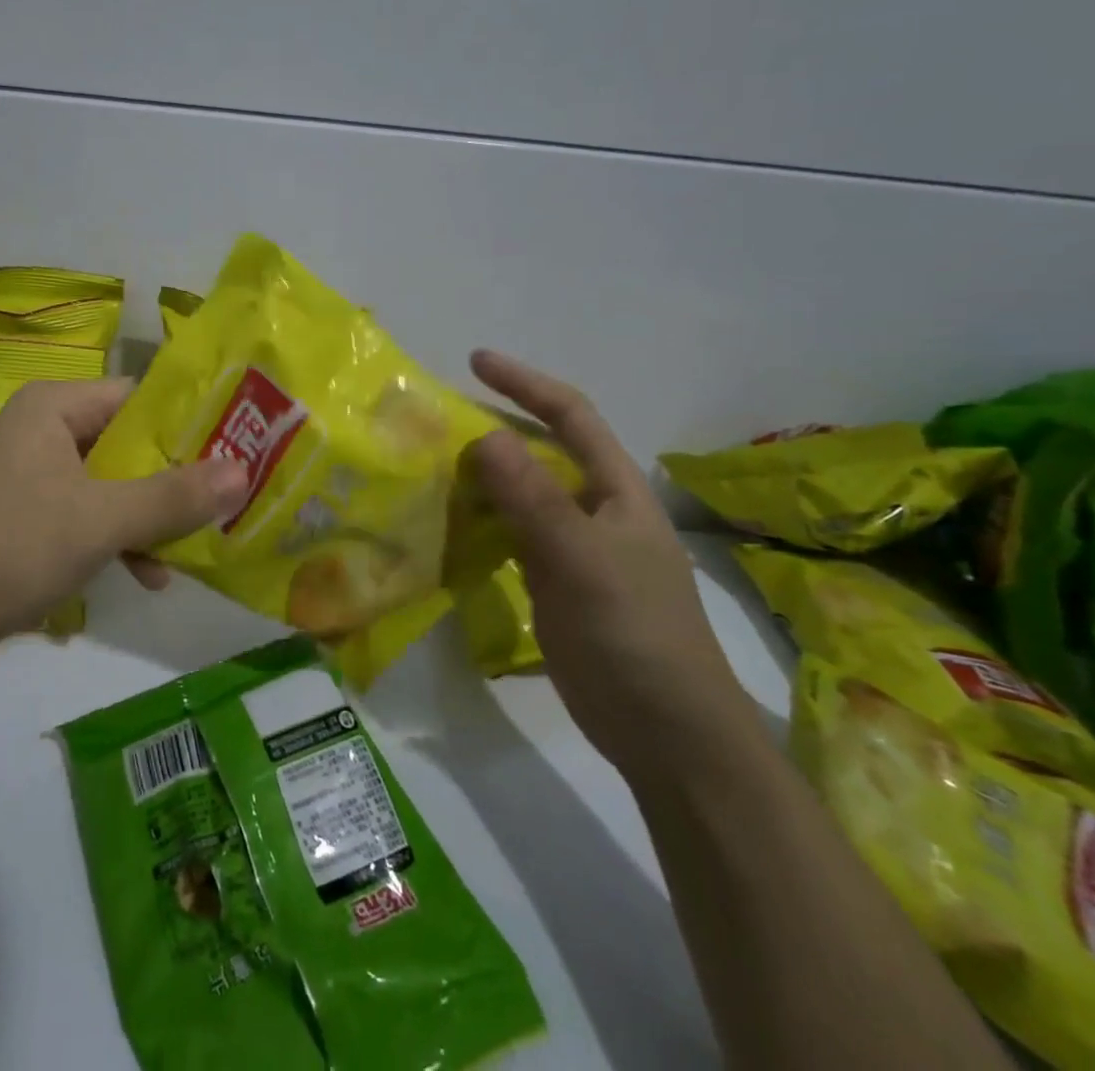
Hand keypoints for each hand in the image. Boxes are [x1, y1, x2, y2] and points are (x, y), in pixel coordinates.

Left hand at [0, 378, 247, 665]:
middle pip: (127, 443)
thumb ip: (173, 497)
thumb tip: (244, 472)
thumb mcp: (101, 521)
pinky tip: (147, 576)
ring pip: (110, 484)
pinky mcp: (23, 517)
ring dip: (149, 516)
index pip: (137, 397)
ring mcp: (29, 475)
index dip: (187, 423)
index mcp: (53, 407)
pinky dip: (116, 538)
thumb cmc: (12, 549)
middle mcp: (41, 430)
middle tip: (225, 502)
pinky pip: (86, 514)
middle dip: (173, 479)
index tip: (235, 449)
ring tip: (190, 550)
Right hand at [465, 350, 756, 777]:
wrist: (666, 732)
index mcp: (615, 490)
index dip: (526, 383)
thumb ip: (533, 499)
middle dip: (492, 428)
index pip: (570, 416)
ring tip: (428, 466)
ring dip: (479, 477)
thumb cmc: (635, 634)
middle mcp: (593, 508)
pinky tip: (446, 522)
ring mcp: (572, 547)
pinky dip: (478, 521)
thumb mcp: (582, 559)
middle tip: (434, 422)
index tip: (475, 362)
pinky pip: (508, 535)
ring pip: (519, 495)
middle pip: (539, 452)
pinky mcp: (552, 582)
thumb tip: (485, 436)